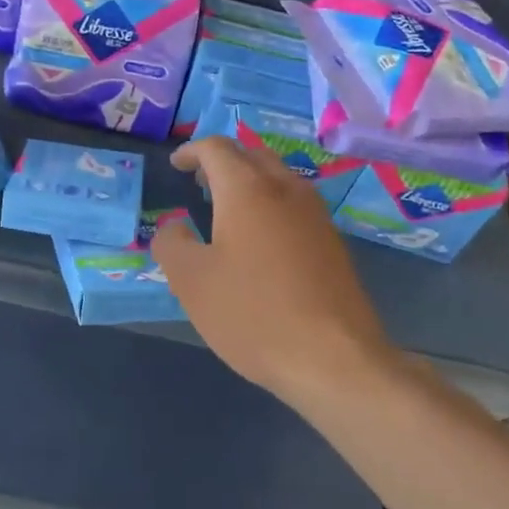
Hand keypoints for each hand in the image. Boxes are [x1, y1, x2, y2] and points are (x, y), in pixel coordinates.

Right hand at [151, 136, 393, 402]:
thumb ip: (171, 244)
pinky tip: (260, 238)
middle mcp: (284, 189)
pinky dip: (270, 202)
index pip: (216, 148)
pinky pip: (294, 202)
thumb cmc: (253, 313)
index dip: (191, 151)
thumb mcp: (191, 281)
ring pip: (277, 176)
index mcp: (246, 189)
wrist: (336, 360)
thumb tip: (174, 227)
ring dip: (248, 179)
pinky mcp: (332, 242)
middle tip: (200, 181)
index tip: (176, 165)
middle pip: (250, 154)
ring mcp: (315, 214)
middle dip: (222, 160)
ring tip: (226, 206)